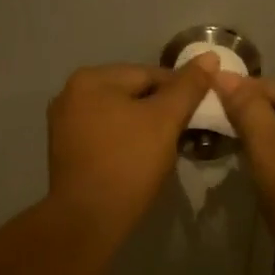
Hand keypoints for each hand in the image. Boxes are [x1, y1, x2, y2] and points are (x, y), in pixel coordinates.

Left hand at [46, 57, 216, 238]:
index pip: (149, 74)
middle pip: (132, 93)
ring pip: (119, 115)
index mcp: (91, 79)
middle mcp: (70, 94)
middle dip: (161, 109)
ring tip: (167, 147)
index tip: (202, 110)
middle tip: (187, 131)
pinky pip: (105, 135)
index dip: (181, 90)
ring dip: (144, 126)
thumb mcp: (165, 120)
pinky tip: (141, 159)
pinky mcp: (66, 151)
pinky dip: (125, 141)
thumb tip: (210, 56)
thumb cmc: (129, 162)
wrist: (89, 218)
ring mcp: (64, 124)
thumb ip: (188, 87)